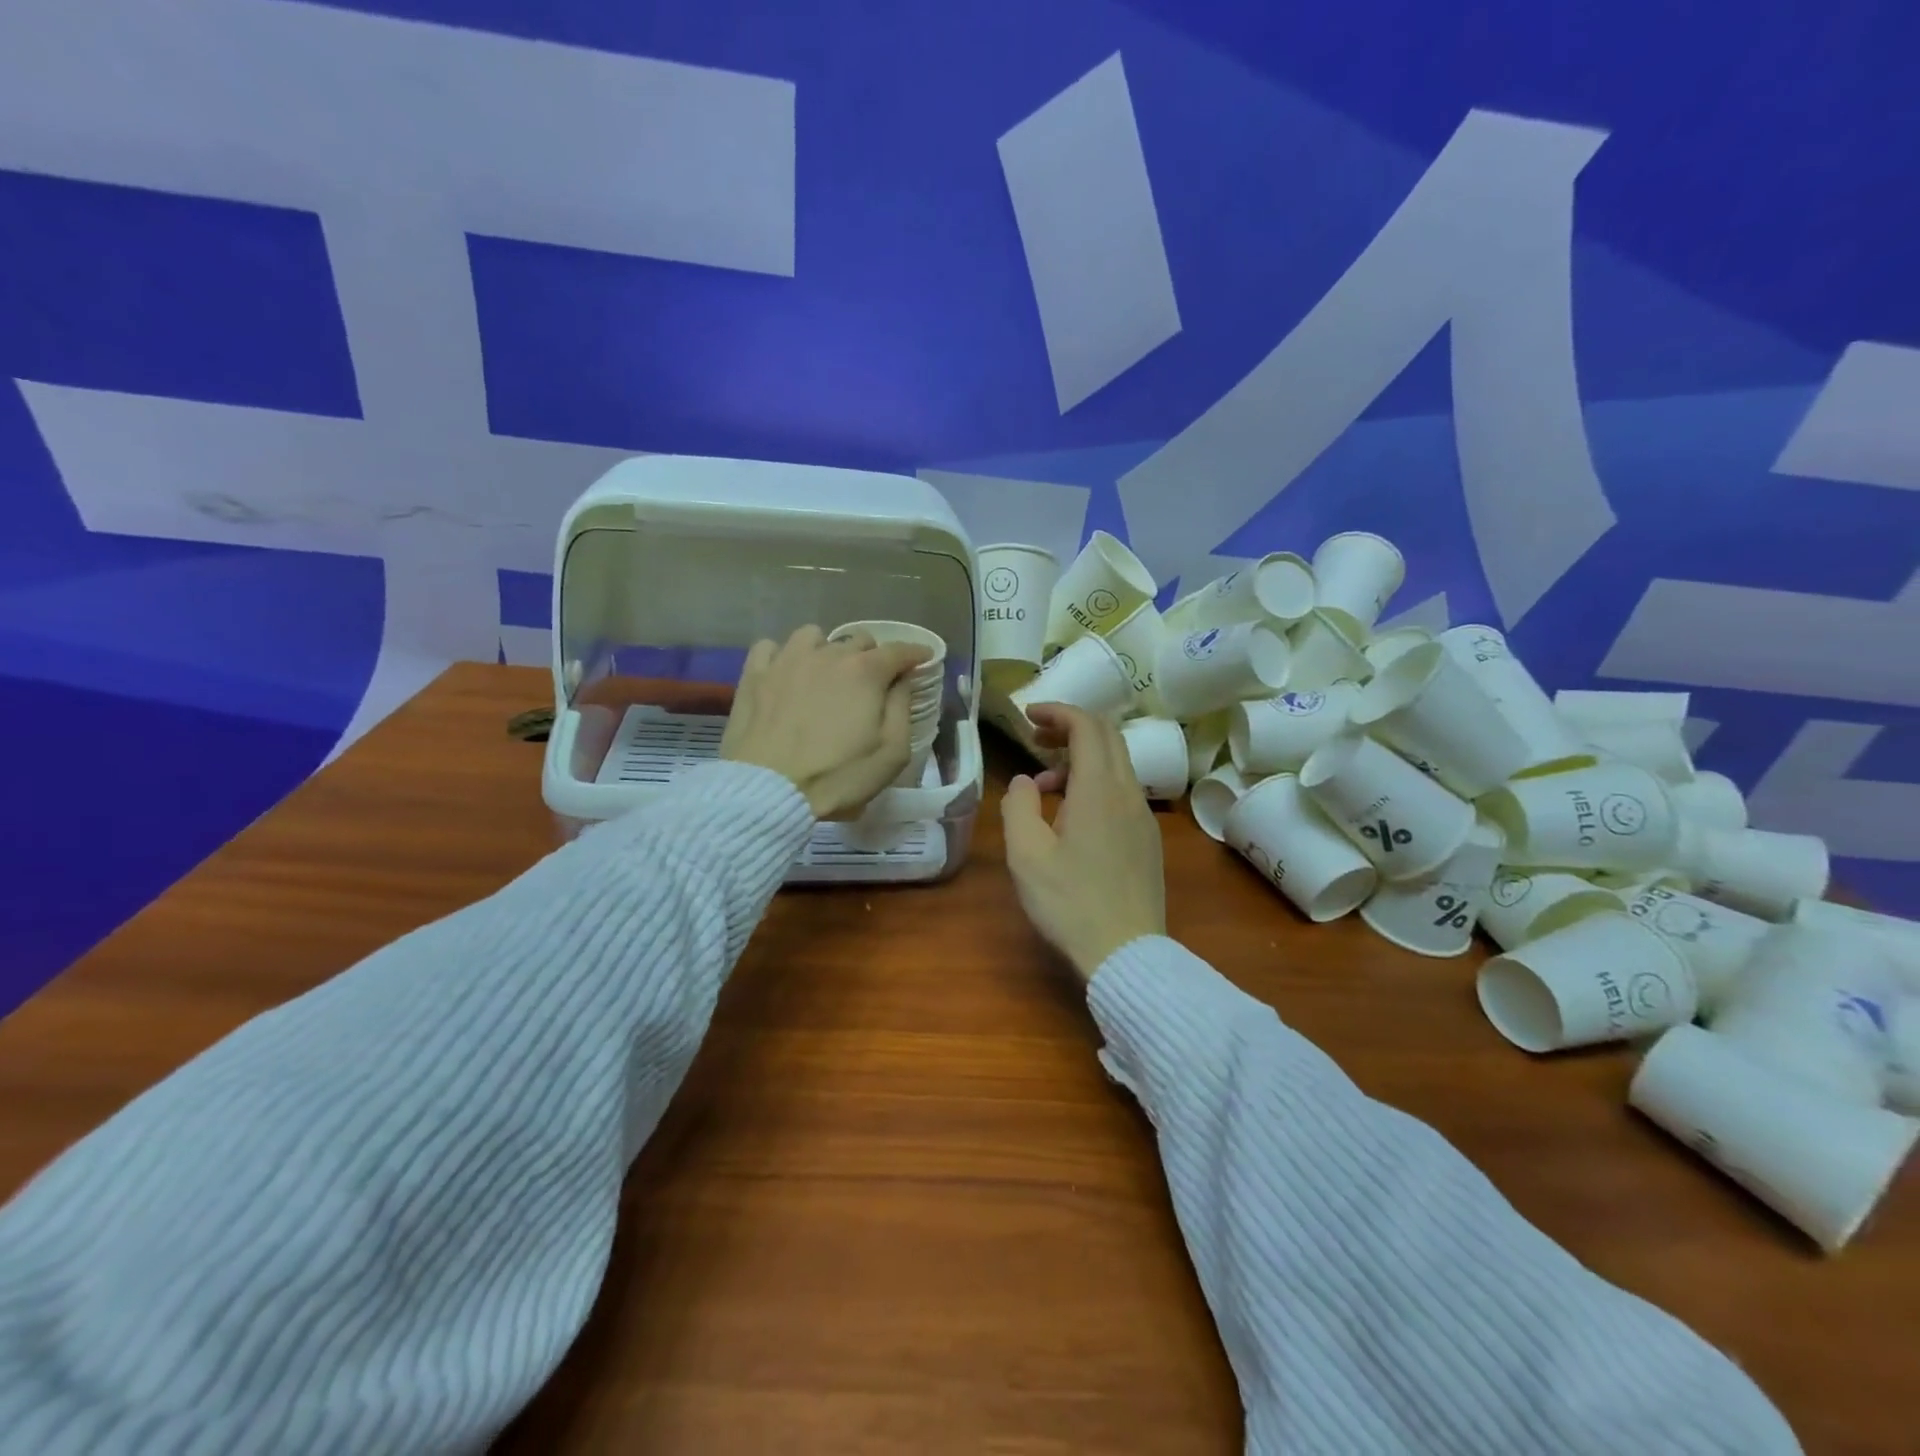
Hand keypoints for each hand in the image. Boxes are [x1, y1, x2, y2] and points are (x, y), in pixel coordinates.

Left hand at [720, 626, 930, 818]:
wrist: (769, 790)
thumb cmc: (838, 776)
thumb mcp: (892, 753)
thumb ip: (902, 708)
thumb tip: (902, 680)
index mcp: (865, 672)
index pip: (899, 650)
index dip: (915, 653)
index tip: (923, 658)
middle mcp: (828, 654)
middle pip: (859, 640)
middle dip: (873, 656)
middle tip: (874, 682)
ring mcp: (787, 660)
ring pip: (814, 636)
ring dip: (827, 650)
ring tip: (826, 674)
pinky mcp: (754, 674)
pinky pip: (770, 647)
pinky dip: (783, 656)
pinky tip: (785, 674)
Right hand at [1001, 704, 1166, 980]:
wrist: (1126, 952)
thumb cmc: (1069, 902)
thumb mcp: (1026, 855)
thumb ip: (1018, 806)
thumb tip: (1025, 780)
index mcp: (1098, 789)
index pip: (1086, 726)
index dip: (1057, 711)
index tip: (1028, 716)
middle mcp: (1128, 793)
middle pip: (1108, 737)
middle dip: (1070, 727)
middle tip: (1036, 738)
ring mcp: (1143, 816)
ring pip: (1116, 764)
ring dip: (1081, 758)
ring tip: (1045, 785)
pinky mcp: (1148, 838)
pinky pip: (1122, 791)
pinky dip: (1095, 783)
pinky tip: (1071, 816)